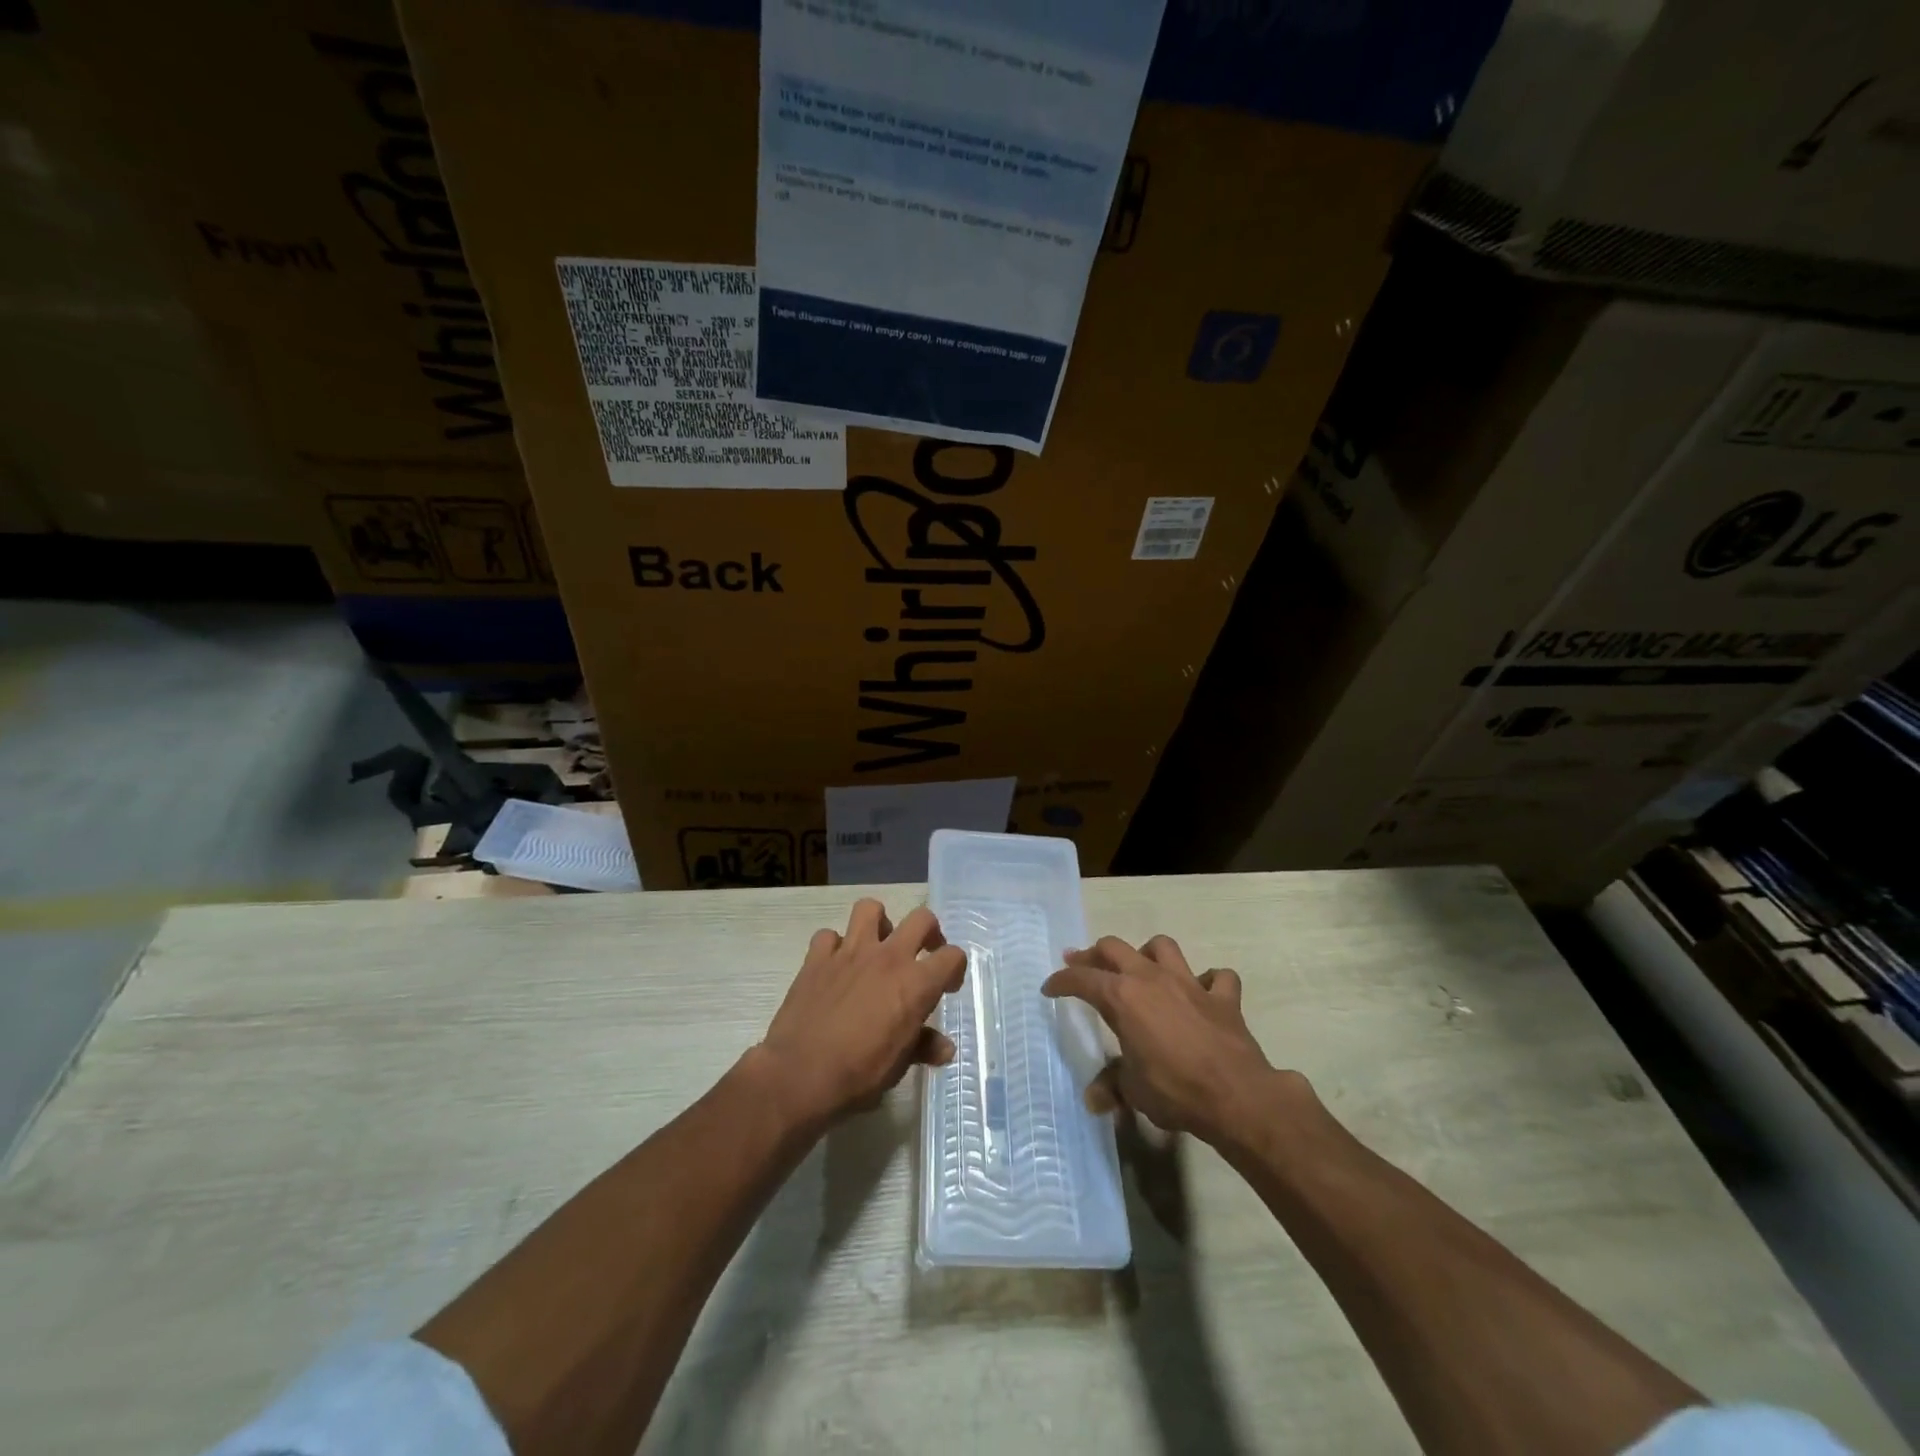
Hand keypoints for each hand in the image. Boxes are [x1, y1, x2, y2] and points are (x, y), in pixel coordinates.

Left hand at [757, 897, 966, 1126]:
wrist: (800, 1075)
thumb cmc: (858, 1074)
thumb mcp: (898, 1066)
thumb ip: (923, 1047)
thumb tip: (944, 1047)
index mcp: (915, 983)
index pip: (952, 956)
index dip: (954, 969)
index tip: (947, 986)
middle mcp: (888, 957)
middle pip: (921, 918)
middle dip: (928, 931)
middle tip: (922, 952)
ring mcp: (850, 952)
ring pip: (870, 908)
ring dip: (879, 923)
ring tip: (877, 945)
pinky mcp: (817, 957)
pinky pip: (828, 936)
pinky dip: (834, 946)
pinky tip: (835, 966)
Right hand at [1042, 934, 1294, 1147]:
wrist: (1236, 1095)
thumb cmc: (1174, 1090)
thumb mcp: (1133, 1090)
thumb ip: (1112, 1085)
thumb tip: (1094, 1098)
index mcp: (1122, 997)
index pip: (1081, 980)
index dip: (1061, 981)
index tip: (1049, 988)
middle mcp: (1151, 979)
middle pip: (1114, 948)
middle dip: (1093, 953)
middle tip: (1080, 962)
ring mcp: (1190, 983)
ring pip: (1162, 946)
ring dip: (1147, 953)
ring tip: (1142, 967)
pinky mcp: (1223, 998)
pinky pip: (1217, 977)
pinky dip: (1209, 981)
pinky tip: (1203, 992)